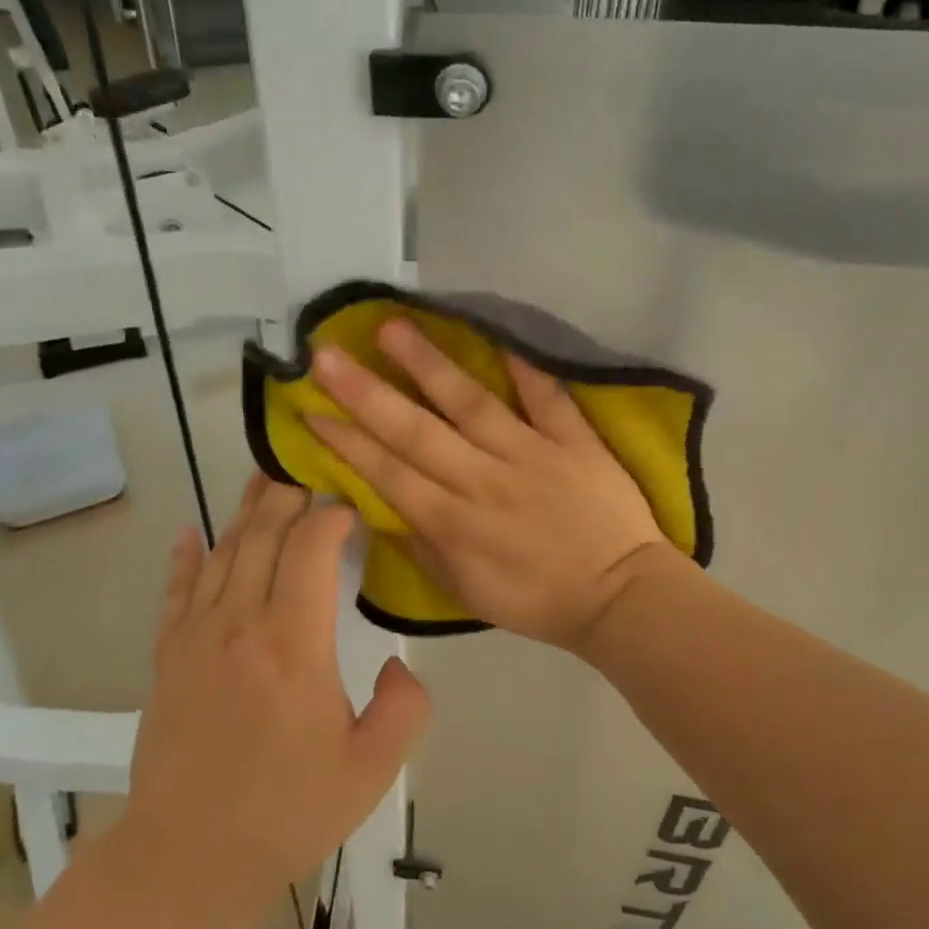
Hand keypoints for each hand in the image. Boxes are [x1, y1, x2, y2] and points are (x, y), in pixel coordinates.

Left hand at [118, 475, 431, 913]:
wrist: (186, 861)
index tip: (355, 508)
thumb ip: (405, 707)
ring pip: (222, 552)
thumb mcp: (371, 771)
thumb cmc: (285, 813)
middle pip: (263, 534)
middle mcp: (240, 622)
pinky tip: (189, 533)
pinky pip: (176, 591)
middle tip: (311, 470)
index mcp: (293, 642)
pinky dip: (185, 558)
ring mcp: (197, 636)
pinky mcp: (168, 657)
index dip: (333, 515)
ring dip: (246, 511)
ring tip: (264, 479)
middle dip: (290, 494)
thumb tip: (398, 661)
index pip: (311, 547)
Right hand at [307, 317, 681, 652]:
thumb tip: (380, 506)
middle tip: (326, 355)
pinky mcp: (573, 441)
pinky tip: (495, 333)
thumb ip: (420, 547)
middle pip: (416, 432)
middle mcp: (483, 481)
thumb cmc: (537, 599)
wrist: (620, 596)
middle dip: (366, 393)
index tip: (309, 407)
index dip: (345, 441)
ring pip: (471, 404)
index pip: (387, 474)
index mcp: (453, 524)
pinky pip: (547, 398)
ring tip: (391, 328)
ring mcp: (530, 455)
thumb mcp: (465, 592)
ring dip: (429, 366)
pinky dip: (524, 367)